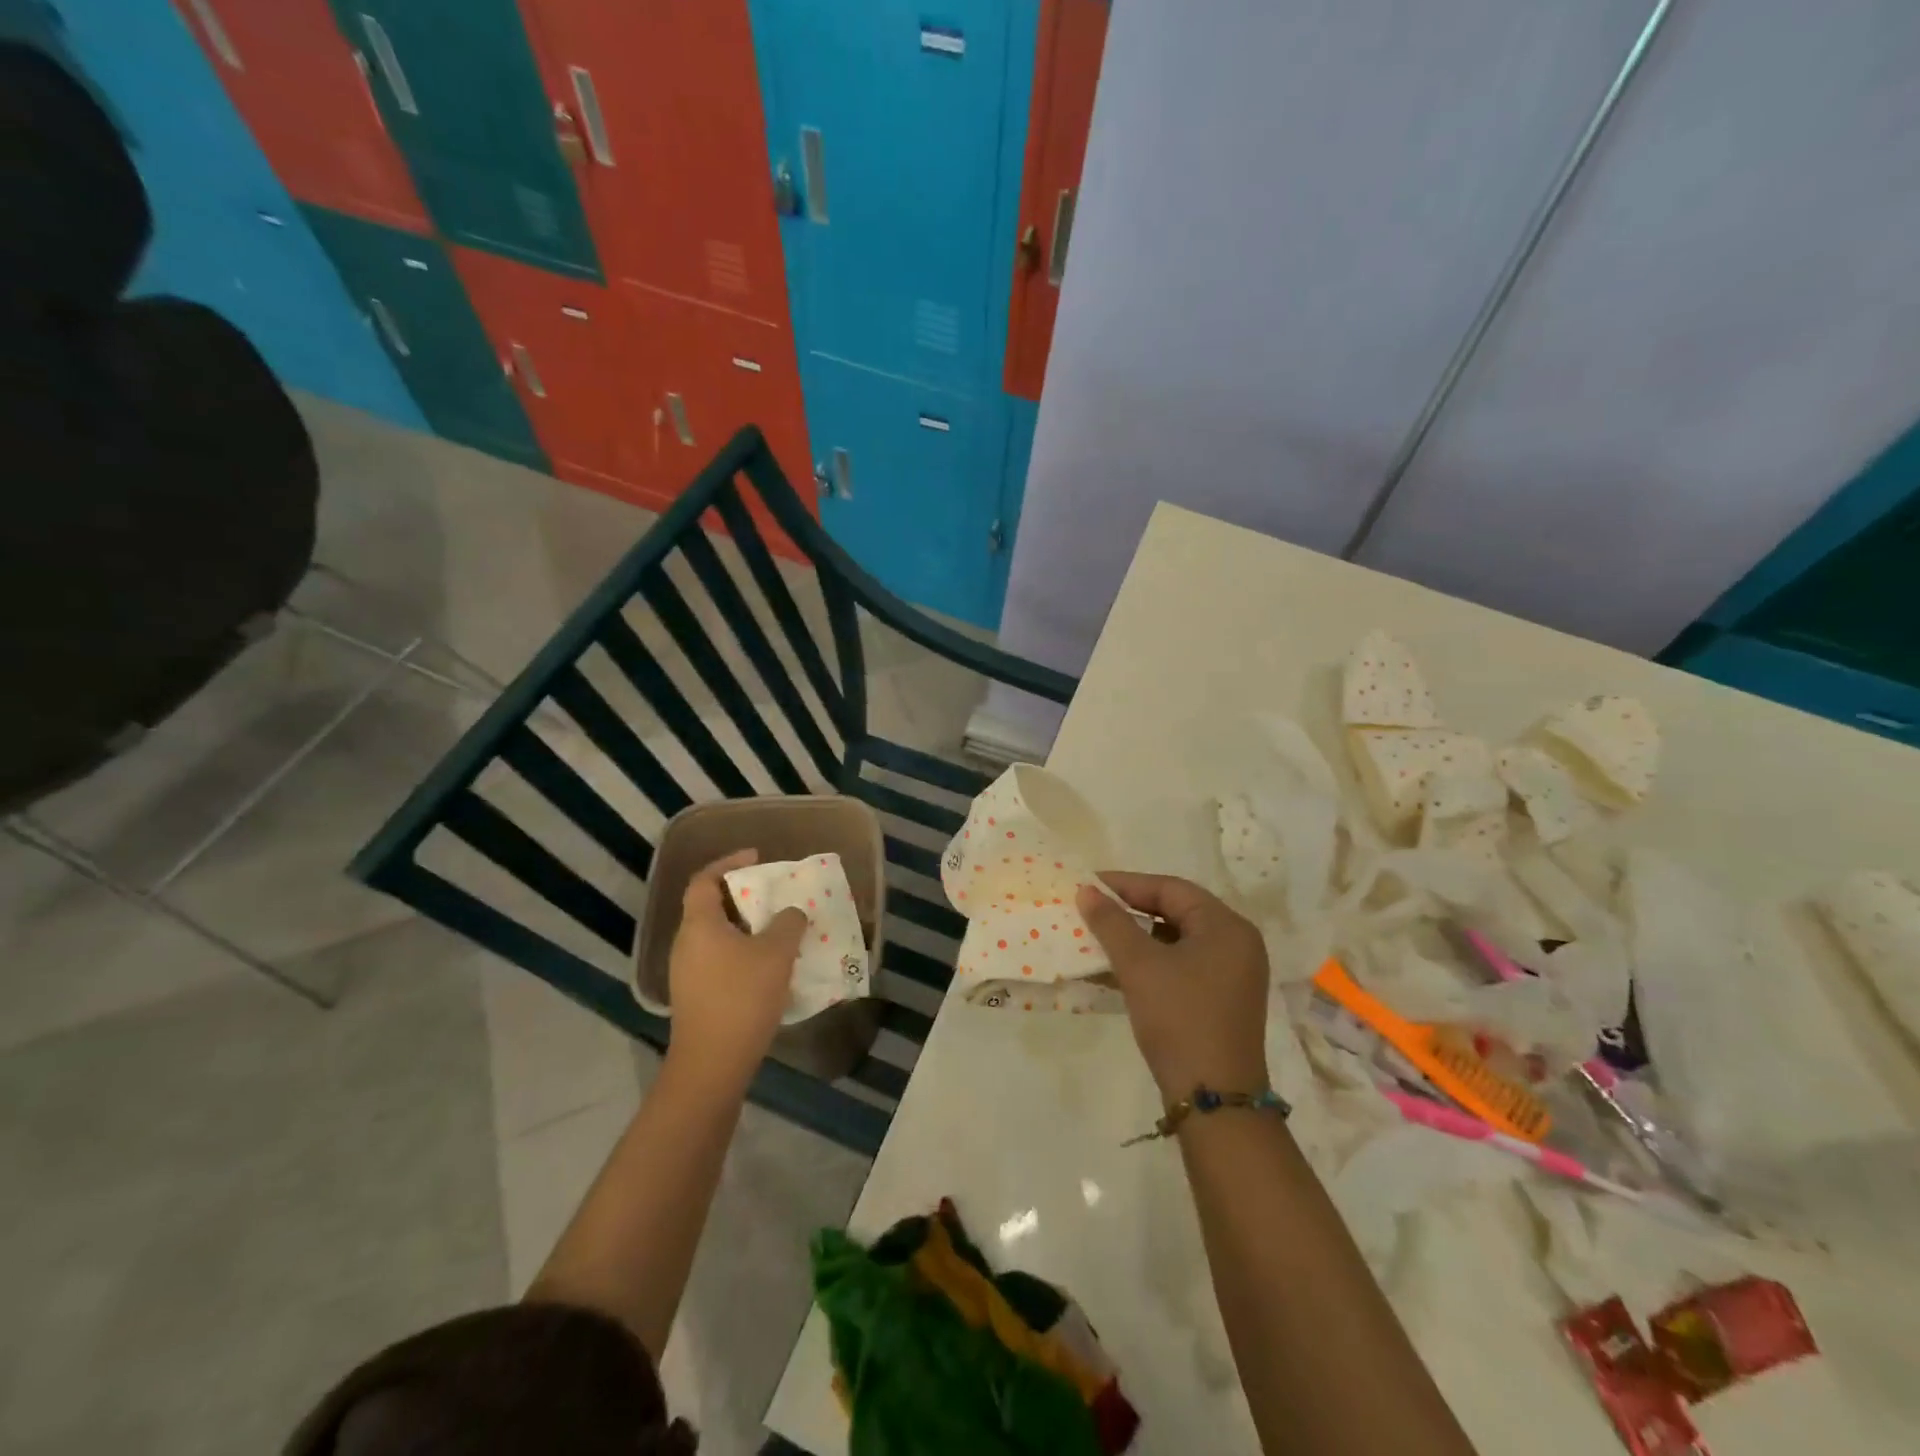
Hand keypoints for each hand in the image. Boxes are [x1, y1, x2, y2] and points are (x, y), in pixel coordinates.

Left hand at [665, 850, 806, 1094]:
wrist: (712, 1064)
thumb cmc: (742, 997)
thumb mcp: (776, 953)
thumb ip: (788, 923)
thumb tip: (791, 913)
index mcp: (699, 925)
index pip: (704, 880)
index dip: (728, 862)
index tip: (756, 857)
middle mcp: (686, 944)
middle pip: (710, 907)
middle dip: (742, 897)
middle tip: (773, 895)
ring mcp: (687, 973)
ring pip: (716, 936)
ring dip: (745, 928)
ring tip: (778, 929)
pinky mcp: (695, 997)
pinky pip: (718, 960)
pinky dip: (741, 952)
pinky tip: (768, 967)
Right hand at [1076, 873, 1270, 1100]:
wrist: (1214, 1098)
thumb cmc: (1179, 1018)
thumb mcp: (1139, 966)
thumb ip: (1111, 923)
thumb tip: (1085, 891)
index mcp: (1227, 926)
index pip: (1171, 889)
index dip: (1127, 884)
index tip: (1089, 884)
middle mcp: (1237, 943)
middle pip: (1177, 911)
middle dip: (1131, 910)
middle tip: (1092, 907)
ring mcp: (1233, 974)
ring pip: (1177, 940)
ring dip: (1137, 937)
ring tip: (1098, 936)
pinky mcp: (1222, 999)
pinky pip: (1182, 965)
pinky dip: (1151, 962)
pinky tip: (1117, 968)